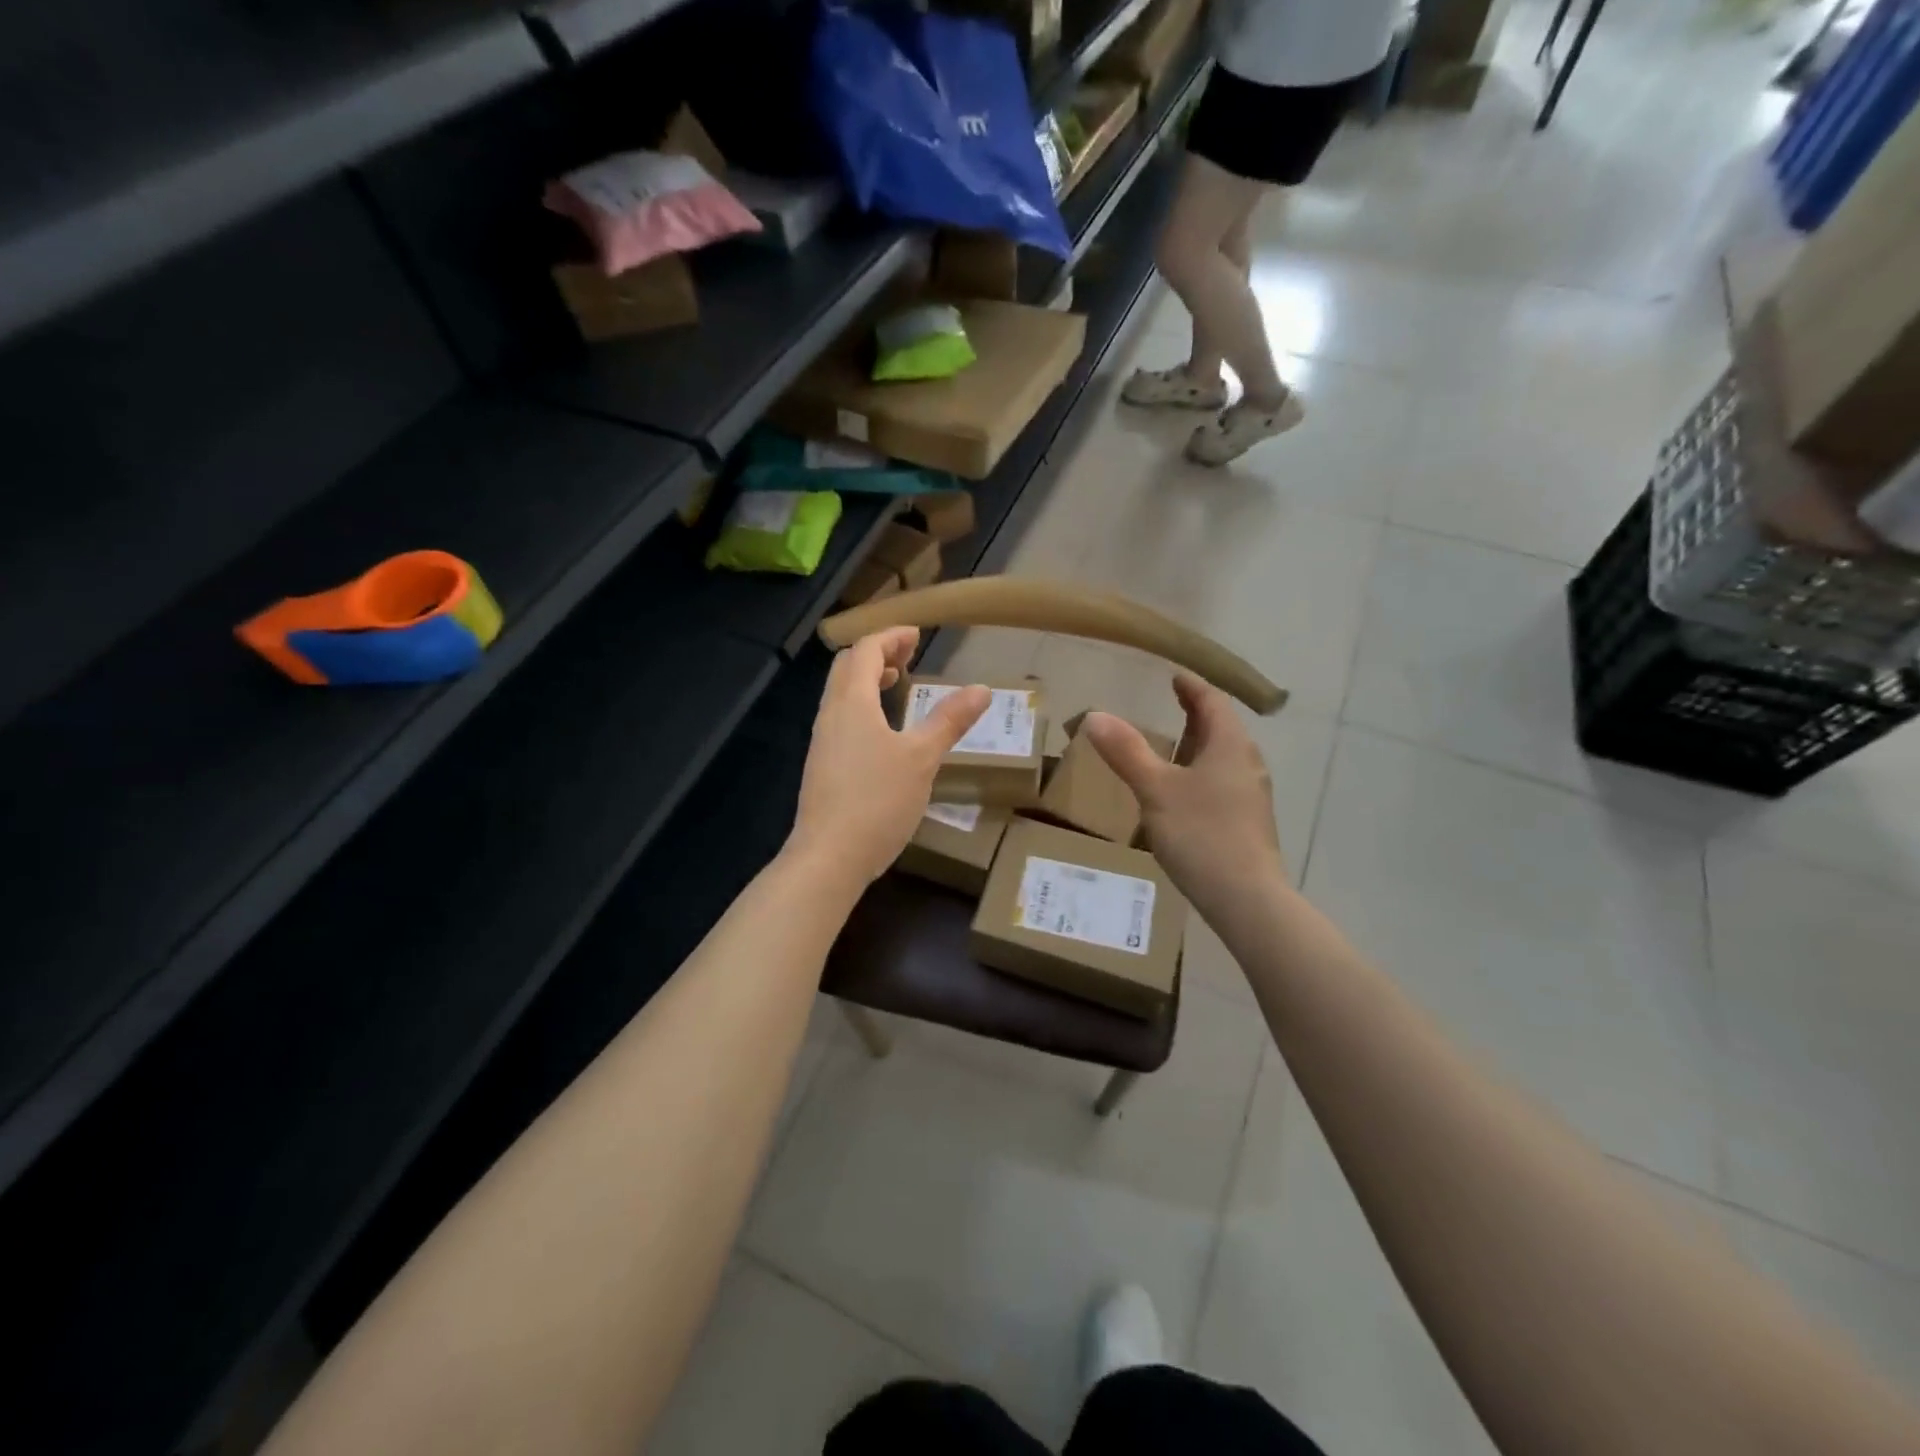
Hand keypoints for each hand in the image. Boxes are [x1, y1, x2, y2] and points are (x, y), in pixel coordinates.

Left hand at [787, 628, 990, 886]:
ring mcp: (822, 742)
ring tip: (896, 685)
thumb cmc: (878, 801)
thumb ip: (949, 721)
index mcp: (852, 703)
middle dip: (877, 653)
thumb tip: (982, 689)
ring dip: (867, 680)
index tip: (917, 636)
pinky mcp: (821, 766)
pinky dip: (861, 707)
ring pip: (840, 694)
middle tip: (907, 656)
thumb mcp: (922, 759)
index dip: (891, 637)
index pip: (866, 651)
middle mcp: (831, 715)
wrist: (829, 857)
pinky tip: (882, 733)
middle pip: (847, 667)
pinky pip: (840, 719)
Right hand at [1080, 674, 1284, 916]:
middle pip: (1222, 728)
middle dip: (1197, 715)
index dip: (1193, 687)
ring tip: (1173, 747)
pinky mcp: (1248, 822)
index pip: (1213, 703)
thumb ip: (1126, 752)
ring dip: (1200, 746)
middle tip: (1173, 705)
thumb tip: (1095, 715)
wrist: (1246, 898)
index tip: (1175, 677)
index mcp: (1230, 746)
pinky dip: (1202, 773)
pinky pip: (1223, 782)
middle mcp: (1247, 764)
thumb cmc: (1201, 834)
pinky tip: (1184, 793)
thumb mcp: (1155, 790)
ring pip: (1224, 757)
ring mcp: (1251, 795)